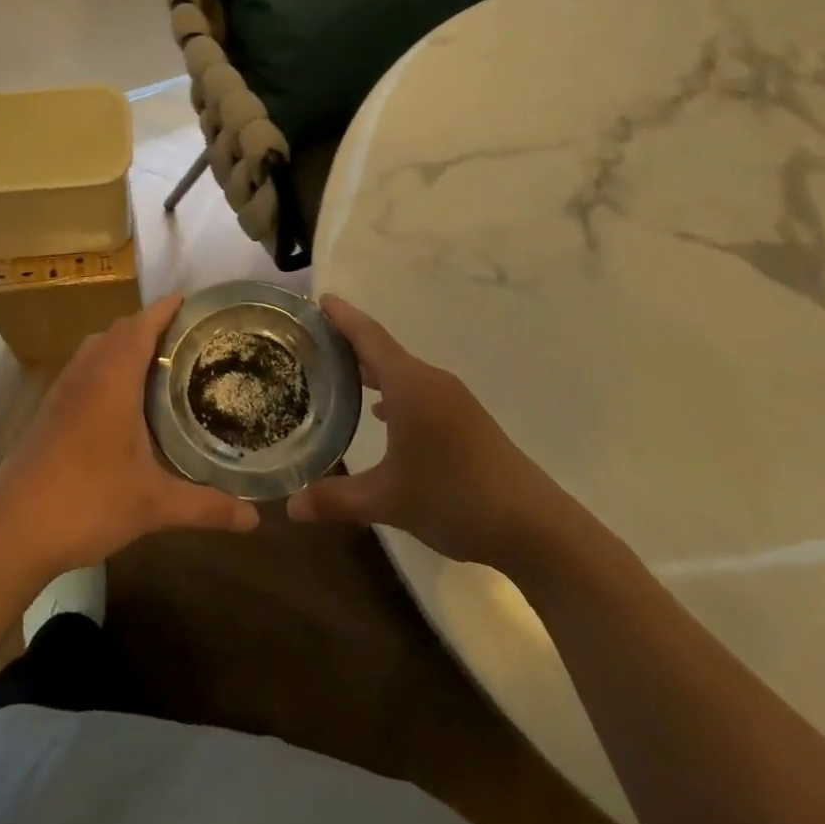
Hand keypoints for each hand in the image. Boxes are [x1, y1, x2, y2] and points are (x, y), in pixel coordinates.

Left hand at [0, 296, 258, 581]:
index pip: (142, 324)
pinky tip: (122, 401)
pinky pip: (83, 368)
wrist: (13, 529)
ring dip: (124, 344)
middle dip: (151, 325)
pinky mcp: (48, 409)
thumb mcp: (154, 504)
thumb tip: (255, 519)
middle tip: (188, 339)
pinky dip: (106, 365)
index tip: (193, 302)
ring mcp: (62, 389)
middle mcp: (86, 372)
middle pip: (119, 330)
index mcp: (113, 377)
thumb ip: (206, 506)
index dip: (167, 309)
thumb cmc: (88, 501)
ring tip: (159, 364)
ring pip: (97, 347)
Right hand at [287, 297, 588, 574]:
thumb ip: (336, 499)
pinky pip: (417, 390)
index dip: (342, 316)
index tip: (319, 297)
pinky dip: (391, 391)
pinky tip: (377, 413)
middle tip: (310, 339)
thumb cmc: (454, 499)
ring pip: (401, 371)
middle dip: (348, 341)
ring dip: (370, 368)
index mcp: (409, 385)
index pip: (368, 336)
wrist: (534, 526)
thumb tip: (290, 506)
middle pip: (382, 349)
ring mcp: (451, 399)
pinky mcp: (464, 419)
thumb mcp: (388, 501)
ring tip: (335, 371)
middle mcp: (430, 381)